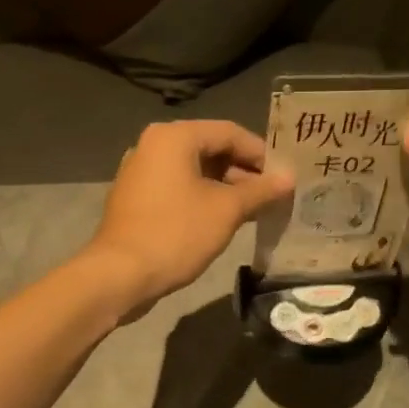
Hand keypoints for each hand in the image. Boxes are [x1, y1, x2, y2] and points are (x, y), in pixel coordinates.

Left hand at [85, 120, 293, 313]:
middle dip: (244, 172)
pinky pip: (178, 188)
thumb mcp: (226, 210)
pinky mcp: (137, 198)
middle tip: (273, 196)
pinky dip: (203, 198)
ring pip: (195, 171)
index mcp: (174, 137)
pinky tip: (224, 220)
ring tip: (255, 210)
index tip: (284, 177)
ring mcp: (141, 171)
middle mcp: (154, 145)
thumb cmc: (176, 233)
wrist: (119, 274)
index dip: (261, 154)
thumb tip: (289, 177)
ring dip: (226, 188)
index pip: (230, 132)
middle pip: (211, 149)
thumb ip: (260, 190)